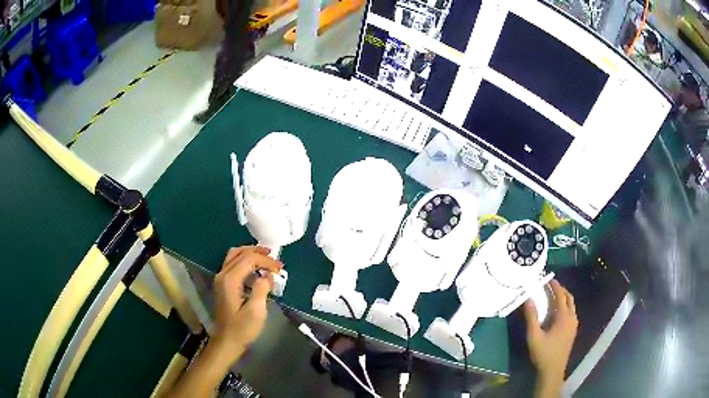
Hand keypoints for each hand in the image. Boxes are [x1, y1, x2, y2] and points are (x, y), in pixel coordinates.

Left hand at [211, 246, 281, 359]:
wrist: (226, 342)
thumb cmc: (242, 329)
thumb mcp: (256, 311)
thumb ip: (262, 289)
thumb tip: (268, 276)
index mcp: (230, 279)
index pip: (249, 259)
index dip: (266, 261)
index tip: (280, 269)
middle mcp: (222, 275)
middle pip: (239, 252)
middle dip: (258, 253)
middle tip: (274, 258)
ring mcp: (221, 279)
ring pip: (234, 256)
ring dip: (250, 254)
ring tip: (266, 259)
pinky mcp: (222, 285)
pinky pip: (233, 264)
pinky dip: (245, 262)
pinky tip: (256, 270)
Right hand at [524, 280, 577, 389]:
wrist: (553, 371)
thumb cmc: (543, 353)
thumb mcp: (534, 336)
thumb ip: (531, 317)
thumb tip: (528, 298)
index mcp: (563, 317)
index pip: (561, 296)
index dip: (555, 286)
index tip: (548, 279)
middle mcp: (572, 318)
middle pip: (569, 298)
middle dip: (561, 290)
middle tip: (551, 286)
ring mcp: (574, 325)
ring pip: (572, 306)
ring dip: (564, 298)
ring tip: (554, 297)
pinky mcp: (573, 331)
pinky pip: (571, 313)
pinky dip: (566, 307)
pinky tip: (557, 313)